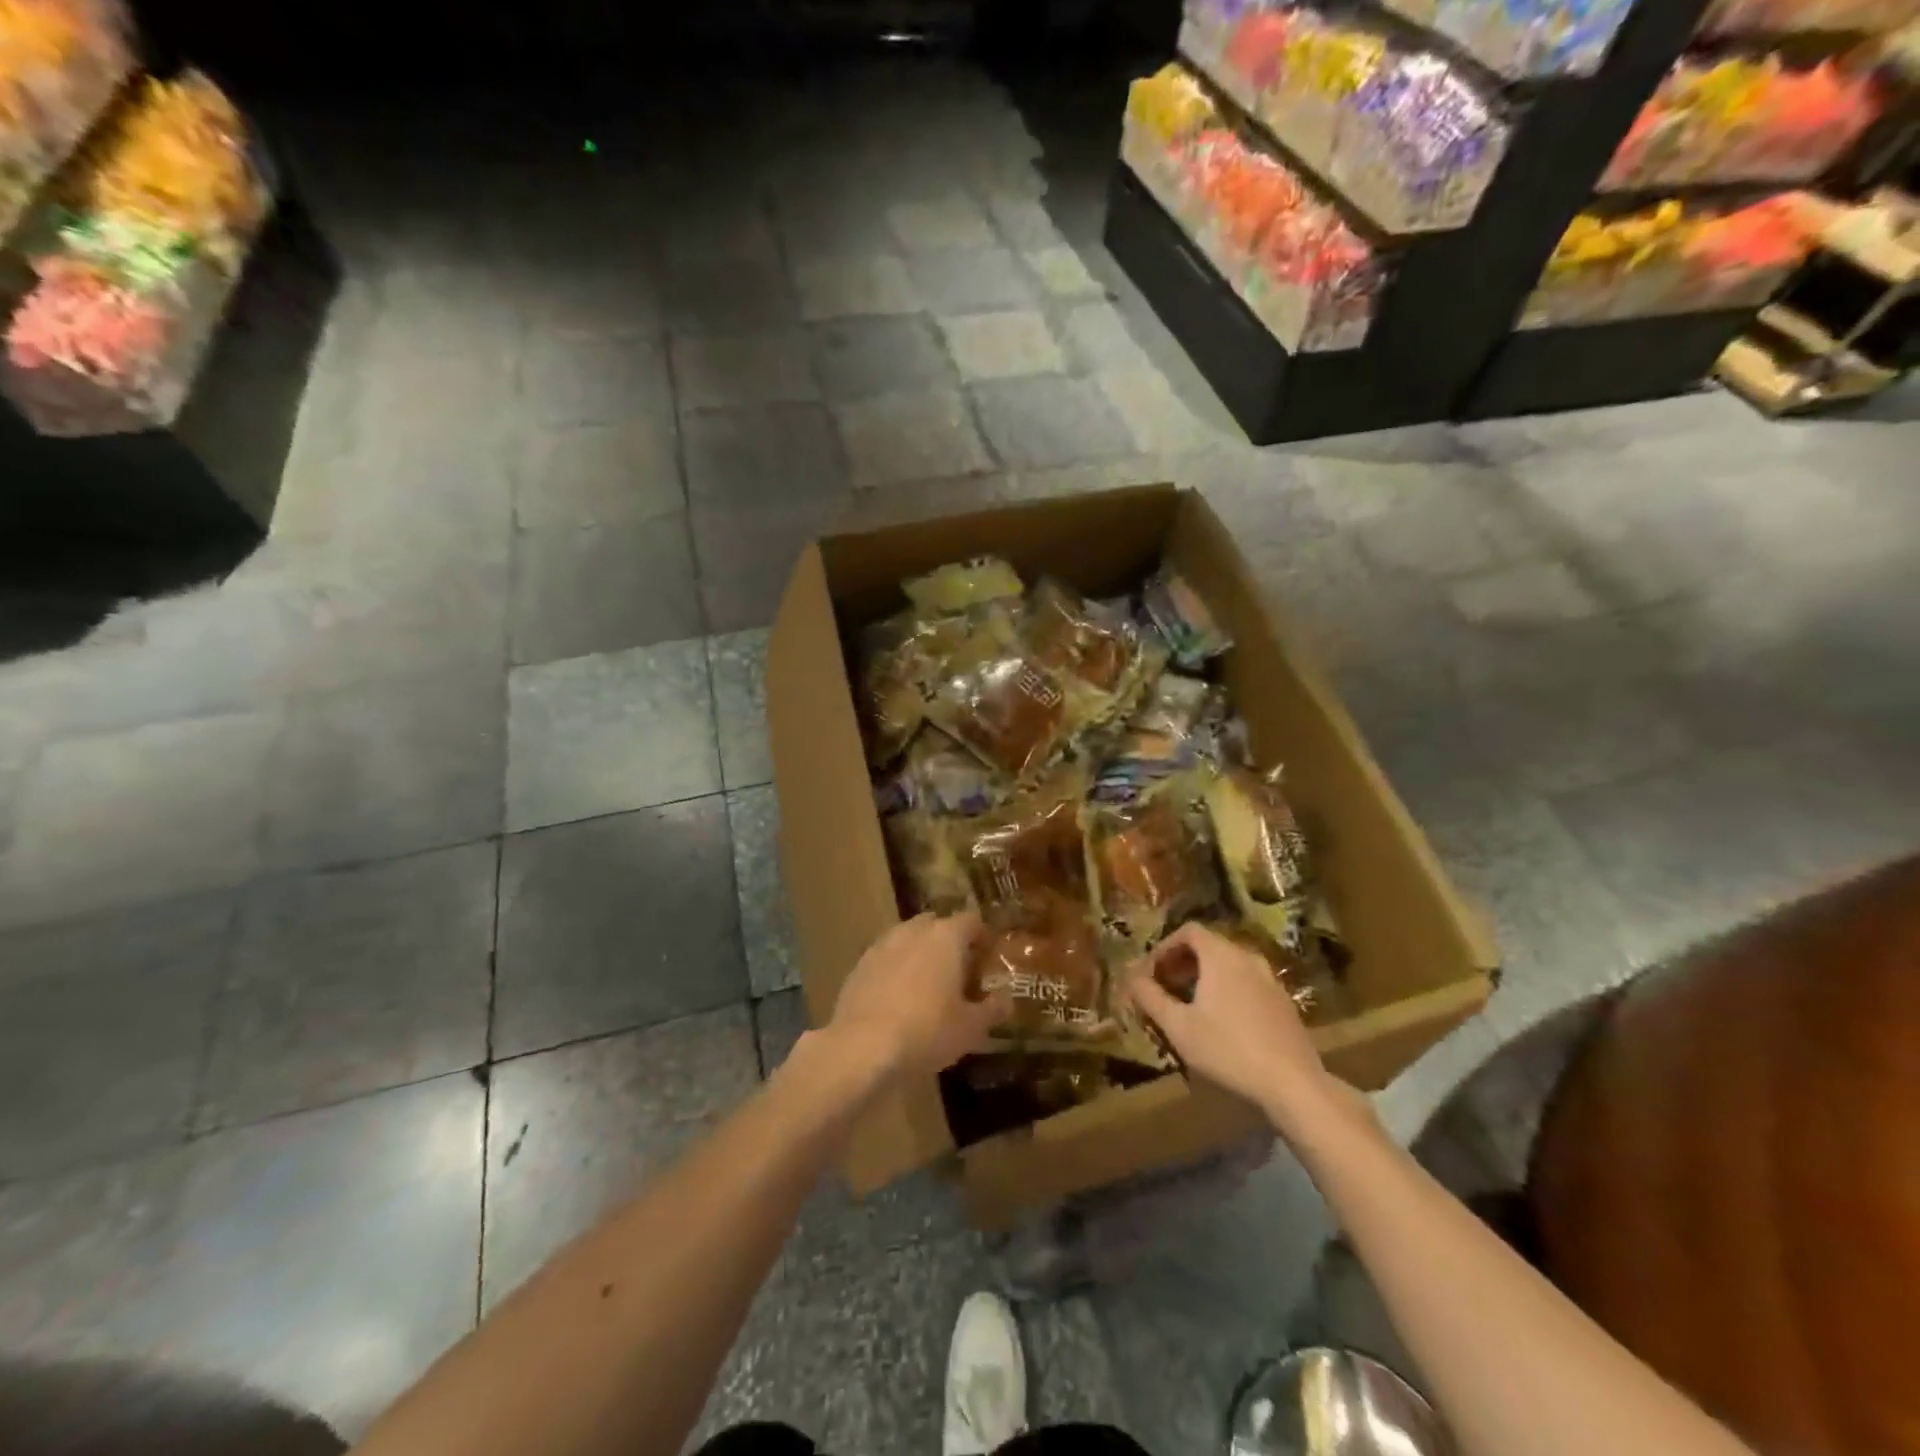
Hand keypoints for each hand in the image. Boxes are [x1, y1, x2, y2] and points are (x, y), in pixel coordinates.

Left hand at [826, 912, 1009, 1081]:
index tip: (989, 955)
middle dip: (949, 941)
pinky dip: (896, 969)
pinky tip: (899, 996)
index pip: (971, 921)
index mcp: (946, 937)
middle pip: (937, 925)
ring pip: (908, 939)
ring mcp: (882, 945)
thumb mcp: (971, 1028)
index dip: (983, 936)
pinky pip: (886, 958)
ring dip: (920, 953)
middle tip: (960, 969)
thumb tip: (1006, 999)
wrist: (862, 1046)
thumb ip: (992, 1009)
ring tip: (928, 982)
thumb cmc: (927, 1030)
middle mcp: (913, 931)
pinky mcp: (859, 965)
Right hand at [1121, 923, 1338, 1127]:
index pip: (1188, 931)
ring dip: (1205, 978)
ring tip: (1190, 1006)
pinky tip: (1222, 1023)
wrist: (1293, 1083)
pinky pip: (1247, 983)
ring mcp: (1270, 980)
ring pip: (1230, 966)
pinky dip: (1228, 990)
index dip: (1165, 947)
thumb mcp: (1178, 1025)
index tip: (1151, 972)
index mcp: (1221, 955)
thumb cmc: (1227, 1049)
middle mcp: (1247, 958)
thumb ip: (1150, 997)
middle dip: (1182, 963)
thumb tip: (1130, 977)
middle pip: (1209, 946)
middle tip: (1165, 988)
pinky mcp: (1284, 1003)